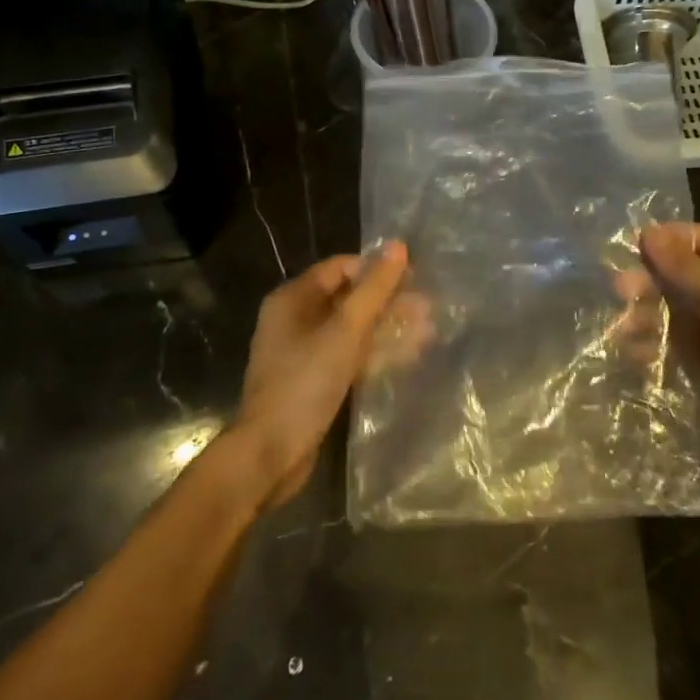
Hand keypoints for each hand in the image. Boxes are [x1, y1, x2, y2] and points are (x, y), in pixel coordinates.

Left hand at [232, 242, 412, 506]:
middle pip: (349, 299)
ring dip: (388, 329)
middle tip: (429, 308)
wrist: (270, 453)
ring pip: (353, 330)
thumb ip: (374, 289)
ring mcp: (304, 352)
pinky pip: (349, 356)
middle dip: (389, 302)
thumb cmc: (305, 383)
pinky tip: (408, 357)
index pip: (341, 268)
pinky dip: (376, 354)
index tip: (414, 278)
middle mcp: (296, 319)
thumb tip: (399, 246)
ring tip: (429, 332)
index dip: (377, 269)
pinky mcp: (315, 380)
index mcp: (293, 299)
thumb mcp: (345, 331)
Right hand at [639, 223, 699, 471]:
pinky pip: (676, 341)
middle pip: (684, 274)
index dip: (666, 242)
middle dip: (651, 281)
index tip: (627, 247)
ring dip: (647, 315)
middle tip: (618, 290)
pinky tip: (633, 351)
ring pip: (675, 309)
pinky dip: (654, 343)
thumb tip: (648, 233)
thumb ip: (687, 269)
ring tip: (620, 327)